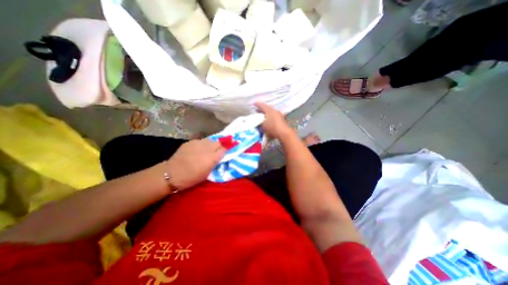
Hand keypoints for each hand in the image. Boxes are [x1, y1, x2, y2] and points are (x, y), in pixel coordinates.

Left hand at [166, 138, 223, 190]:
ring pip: (210, 140)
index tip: (226, 152)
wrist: (172, 174)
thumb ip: (215, 162)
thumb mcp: (207, 173)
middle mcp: (207, 148)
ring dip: (211, 144)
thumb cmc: (191, 178)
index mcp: (212, 158)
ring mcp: (198, 143)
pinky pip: (200, 141)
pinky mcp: (190, 142)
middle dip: (220, 145)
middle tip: (218, 150)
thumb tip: (220, 156)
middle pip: (218, 142)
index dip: (226, 150)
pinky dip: (202, 145)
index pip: (224, 149)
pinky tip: (198, 150)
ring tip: (208, 149)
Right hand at [256, 102, 291, 138]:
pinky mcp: (282, 119)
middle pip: (267, 108)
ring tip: (262, 116)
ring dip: (266, 114)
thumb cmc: (272, 128)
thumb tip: (258, 121)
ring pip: (271, 112)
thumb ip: (259, 122)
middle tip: (257, 111)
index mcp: (269, 110)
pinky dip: (270, 117)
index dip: (257, 104)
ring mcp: (279, 115)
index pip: (262, 105)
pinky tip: (268, 121)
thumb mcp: (263, 125)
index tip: (254, 104)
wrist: (283, 133)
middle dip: (262, 110)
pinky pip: (274, 116)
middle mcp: (274, 111)